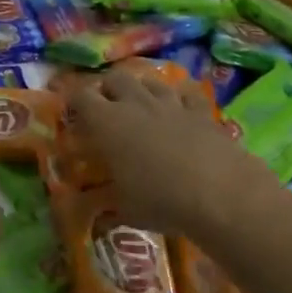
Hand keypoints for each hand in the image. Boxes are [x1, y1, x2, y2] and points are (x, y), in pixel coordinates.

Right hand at [68, 67, 290, 238]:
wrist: (220, 194)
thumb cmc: (160, 200)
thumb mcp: (124, 209)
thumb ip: (108, 204)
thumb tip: (99, 213)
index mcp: (107, 123)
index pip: (81, 96)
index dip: (73, 100)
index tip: (71, 112)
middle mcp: (135, 104)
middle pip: (115, 79)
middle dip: (107, 89)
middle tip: (106, 109)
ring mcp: (170, 104)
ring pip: (150, 81)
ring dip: (141, 89)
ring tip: (141, 105)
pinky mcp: (201, 111)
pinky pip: (186, 93)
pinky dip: (180, 97)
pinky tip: (180, 107)